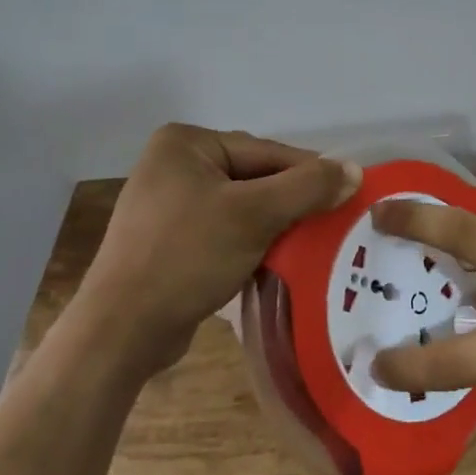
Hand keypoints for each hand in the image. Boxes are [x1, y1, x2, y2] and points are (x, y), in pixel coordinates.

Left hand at [78, 123, 360, 373]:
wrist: (121, 331)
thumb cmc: (187, 256)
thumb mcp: (255, 215)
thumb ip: (307, 187)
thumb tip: (354, 170)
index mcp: (186, 143)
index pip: (266, 152)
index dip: (309, 174)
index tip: (348, 193)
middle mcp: (173, 164)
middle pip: (254, 177)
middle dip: (291, 202)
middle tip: (333, 222)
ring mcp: (168, 204)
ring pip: (241, 206)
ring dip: (274, 225)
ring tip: (312, 244)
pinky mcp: (168, 240)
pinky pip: (223, 230)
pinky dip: (251, 242)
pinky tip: (276, 261)